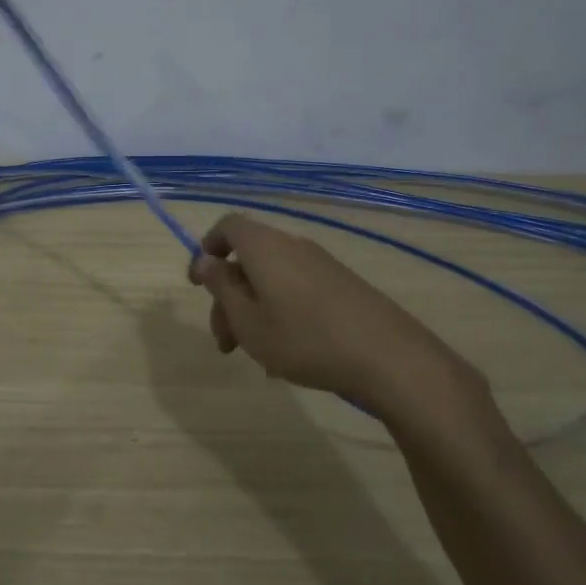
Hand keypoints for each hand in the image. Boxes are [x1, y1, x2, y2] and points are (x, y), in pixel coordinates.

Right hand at [187, 213, 489, 425]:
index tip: (197, 285)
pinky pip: (296, 291)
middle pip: (248, 260)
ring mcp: (321, 265)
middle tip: (224, 342)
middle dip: (227, 298)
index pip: (228, 227)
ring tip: (254, 355)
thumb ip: (221, 287)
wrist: (388, 357)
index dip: (207, 250)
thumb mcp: (248, 321)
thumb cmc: (304, 339)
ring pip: (271, 280)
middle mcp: (292, 247)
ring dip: (252, 311)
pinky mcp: (342, 286)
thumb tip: (206, 260)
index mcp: (265, 248)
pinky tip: (285, 355)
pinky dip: (279, 314)